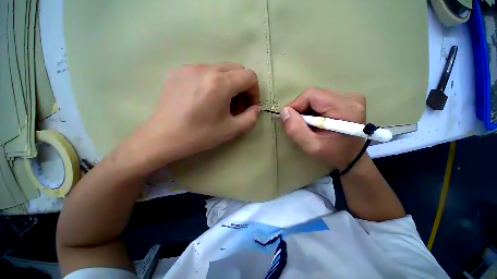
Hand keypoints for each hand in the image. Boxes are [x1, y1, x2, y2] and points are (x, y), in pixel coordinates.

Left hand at [124, 63, 260, 172]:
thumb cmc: (199, 135)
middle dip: (243, 87)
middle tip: (236, 106)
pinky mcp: (179, 71)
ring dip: (229, 84)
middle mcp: (205, 69)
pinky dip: (214, 82)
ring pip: (222, 69)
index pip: (249, 76)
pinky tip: (206, 98)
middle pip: (237, 69)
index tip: (249, 106)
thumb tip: (256, 108)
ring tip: (221, 103)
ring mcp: (190, 67)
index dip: (254, 91)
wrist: (162, 137)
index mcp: (219, 83)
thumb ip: (251, 118)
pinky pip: (206, 71)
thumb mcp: (231, 130)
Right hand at [280, 88, 366, 170]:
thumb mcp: (311, 146)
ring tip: (308, 124)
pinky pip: (321, 99)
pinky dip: (313, 110)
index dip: (296, 105)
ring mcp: (350, 97)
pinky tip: (315, 121)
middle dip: (301, 109)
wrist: (352, 157)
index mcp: (345, 108)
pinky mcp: (347, 100)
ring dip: (306, 110)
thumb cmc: (333, 154)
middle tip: (299, 124)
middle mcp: (350, 98)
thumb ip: (296, 129)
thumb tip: (284, 111)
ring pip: (316, 97)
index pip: (311, 95)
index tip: (289, 119)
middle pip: (314, 94)